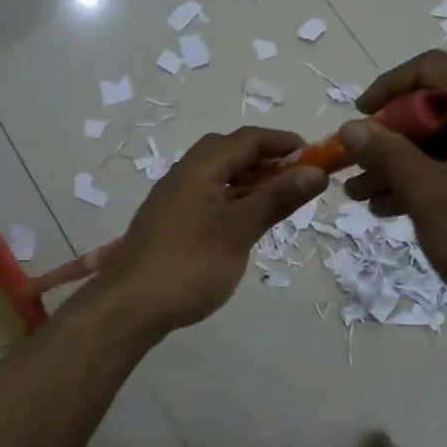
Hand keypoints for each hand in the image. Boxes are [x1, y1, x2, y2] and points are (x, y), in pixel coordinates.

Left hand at [98, 127, 328, 334]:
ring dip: (251, 180)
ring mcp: (174, 199)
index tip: (317, 158)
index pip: (248, 139)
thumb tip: (316, 171)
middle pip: (230, 151)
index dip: (284, 143)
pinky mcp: (171, 223)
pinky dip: (234, 199)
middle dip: (267, 159)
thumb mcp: (240, 229)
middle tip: (296, 180)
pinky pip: (209, 197)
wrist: (129, 307)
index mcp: (200, 167)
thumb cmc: (190, 264)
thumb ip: (278, 197)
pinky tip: (246, 223)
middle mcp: (184, 174)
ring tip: (278, 201)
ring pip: (218, 175)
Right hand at [341, 51, 446, 329]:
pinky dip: (432, 180)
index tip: (361, 117)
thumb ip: (387, 154)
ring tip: (362, 197)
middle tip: (355, 168)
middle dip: (390, 138)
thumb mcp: (428, 195)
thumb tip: (352, 127)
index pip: (434, 70)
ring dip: (404, 164)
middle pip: (439, 109)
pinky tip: (395, 209)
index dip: (389, 86)